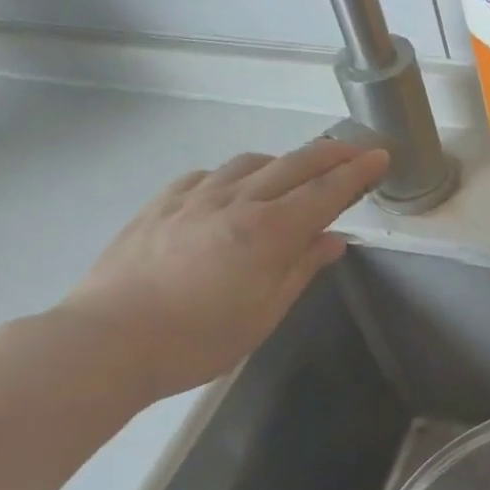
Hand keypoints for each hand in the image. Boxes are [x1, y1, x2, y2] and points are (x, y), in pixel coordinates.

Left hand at [53, 138, 388, 401]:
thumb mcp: (265, 313)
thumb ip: (301, 269)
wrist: (109, 340)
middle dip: (331, 154)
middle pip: (293, 165)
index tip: (380, 157)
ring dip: (284, 161)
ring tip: (299, 172)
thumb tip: (333, 240)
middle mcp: (236, 202)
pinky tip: (237, 188)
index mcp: (268, 232)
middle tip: (355, 150)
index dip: (357, 173)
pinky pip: (210, 175)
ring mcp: (194, 197)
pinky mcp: (162, 203)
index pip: (325, 192)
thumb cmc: (199, 339)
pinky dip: (238, 174)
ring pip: (251, 163)